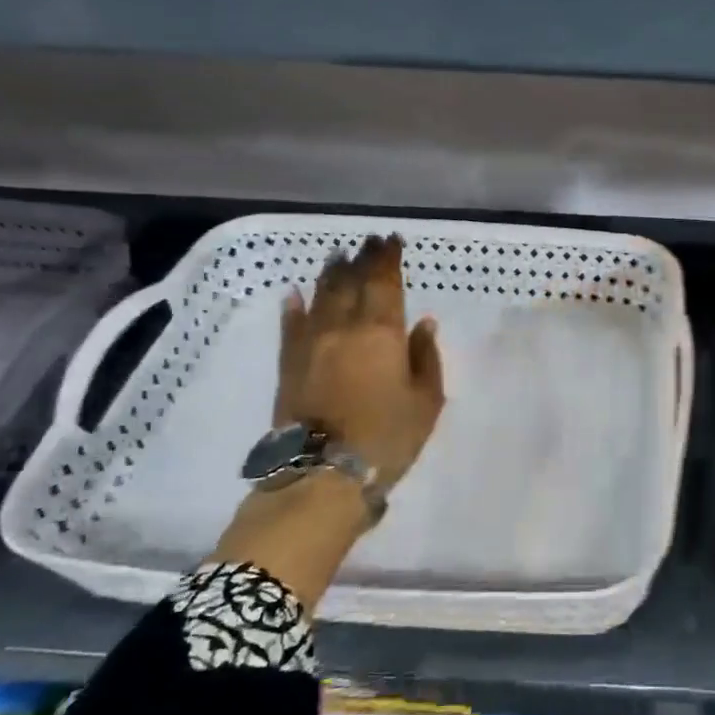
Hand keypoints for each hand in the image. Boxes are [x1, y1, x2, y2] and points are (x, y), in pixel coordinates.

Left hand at [273, 234, 444, 490]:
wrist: (323, 474)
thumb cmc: (387, 436)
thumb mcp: (426, 400)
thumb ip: (426, 357)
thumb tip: (423, 323)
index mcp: (381, 332)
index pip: (384, 282)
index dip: (387, 258)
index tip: (391, 240)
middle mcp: (343, 327)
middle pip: (351, 282)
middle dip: (362, 258)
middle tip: (369, 242)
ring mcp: (311, 344)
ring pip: (321, 296)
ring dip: (331, 273)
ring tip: (338, 257)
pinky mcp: (289, 364)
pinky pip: (291, 326)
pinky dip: (294, 306)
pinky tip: (294, 293)